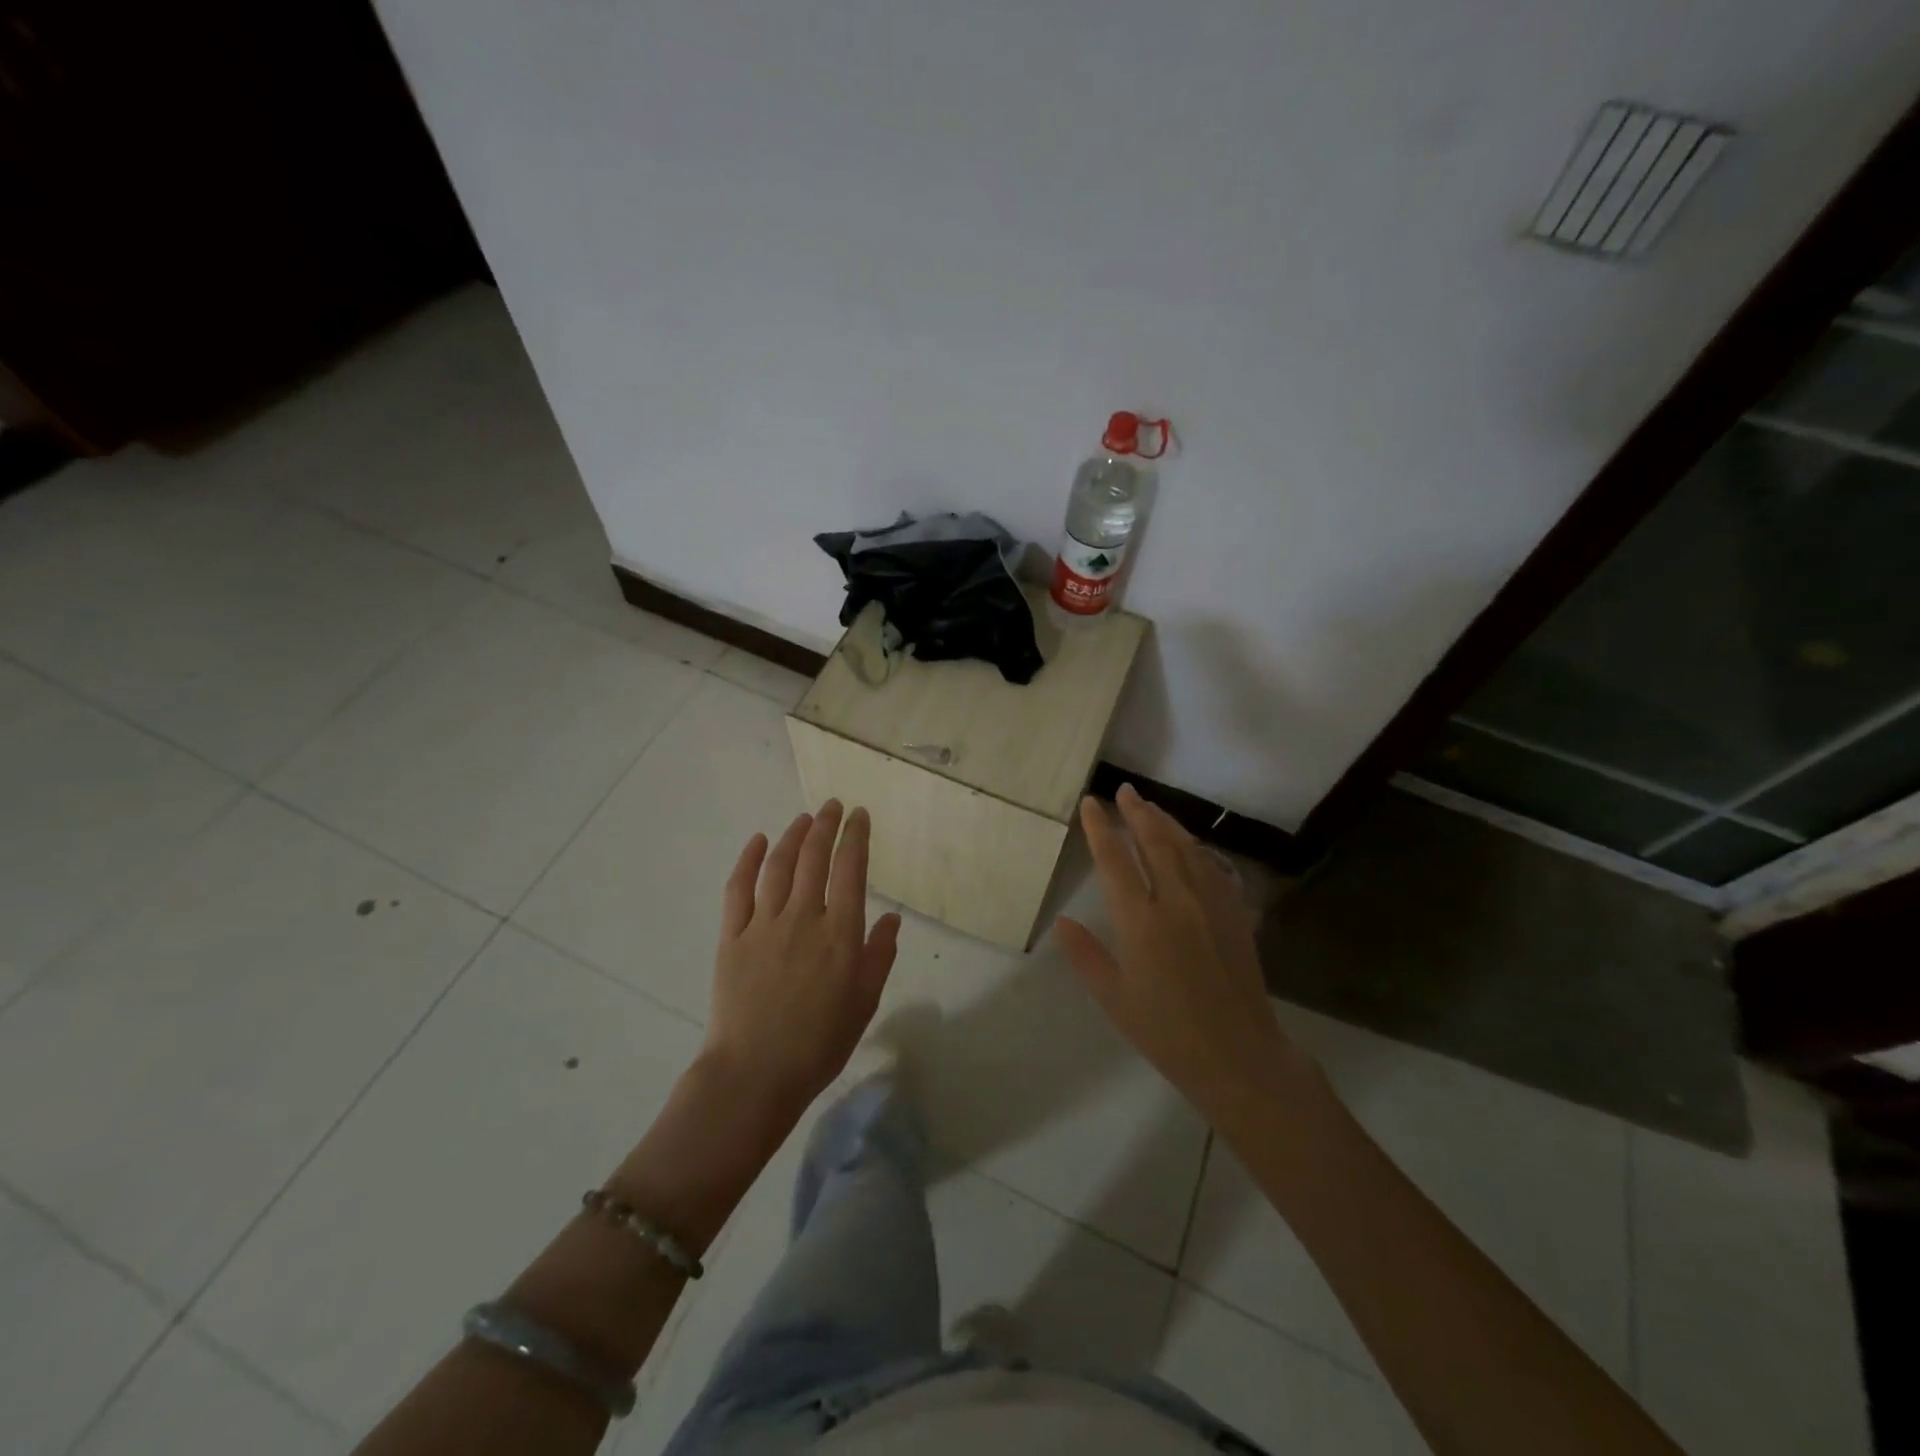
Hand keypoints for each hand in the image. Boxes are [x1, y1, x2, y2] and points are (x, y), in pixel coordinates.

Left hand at [703, 801, 901, 1118]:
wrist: (755, 1074)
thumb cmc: (819, 1043)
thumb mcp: (865, 1002)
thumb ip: (880, 955)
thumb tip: (892, 916)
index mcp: (840, 933)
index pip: (851, 869)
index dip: (856, 837)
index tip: (860, 816)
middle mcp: (803, 917)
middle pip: (814, 857)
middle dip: (826, 826)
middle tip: (832, 806)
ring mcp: (763, 924)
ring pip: (779, 866)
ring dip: (792, 836)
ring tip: (803, 818)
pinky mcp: (732, 936)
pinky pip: (739, 888)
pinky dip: (748, 860)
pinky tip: (757, 841)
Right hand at [1054, 784, 1307, 1118]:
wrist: (1238, 1055)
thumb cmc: (1166, 1032)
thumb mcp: (1113, 998)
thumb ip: (1085, 955)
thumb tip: (1062, 921)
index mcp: (1140, 921)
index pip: (1114, 859)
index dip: (1100, 827)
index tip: (1091, 803)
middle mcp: (1176, 901)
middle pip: (1154, 841)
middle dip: (1136, 812)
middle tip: (1124, 791)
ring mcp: (1211, 904)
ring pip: (1186, 848)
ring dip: (1166, 823)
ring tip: (1151, 807)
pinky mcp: (1235, 914)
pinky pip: (1213, 867)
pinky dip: (1196, 848)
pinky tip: (1191, 845)